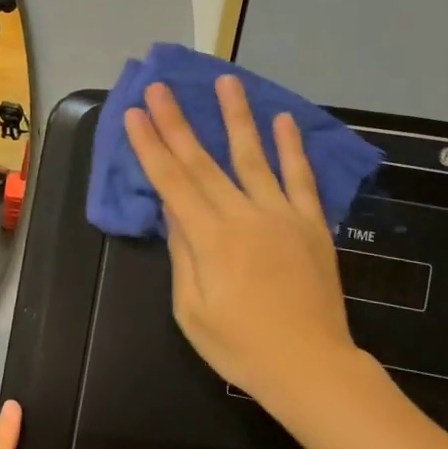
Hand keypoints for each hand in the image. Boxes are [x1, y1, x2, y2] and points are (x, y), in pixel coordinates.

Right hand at [126, 77, 357, 405]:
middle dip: (177, 123)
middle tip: (160, 87)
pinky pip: (300, 179)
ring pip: (253, 157)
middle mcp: (244, 216)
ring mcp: (282, 215)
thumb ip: (182, 253)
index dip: (150, 146)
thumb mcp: (192, 310)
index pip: (172, 182)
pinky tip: (283, 120)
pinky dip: (292, 148)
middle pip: (203, 162)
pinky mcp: (311, 224)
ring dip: (236, 117)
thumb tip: (171, 207)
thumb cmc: (241, 346)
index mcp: (211, 239)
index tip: (135, 113)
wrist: (311, 367)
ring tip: (225, 82)